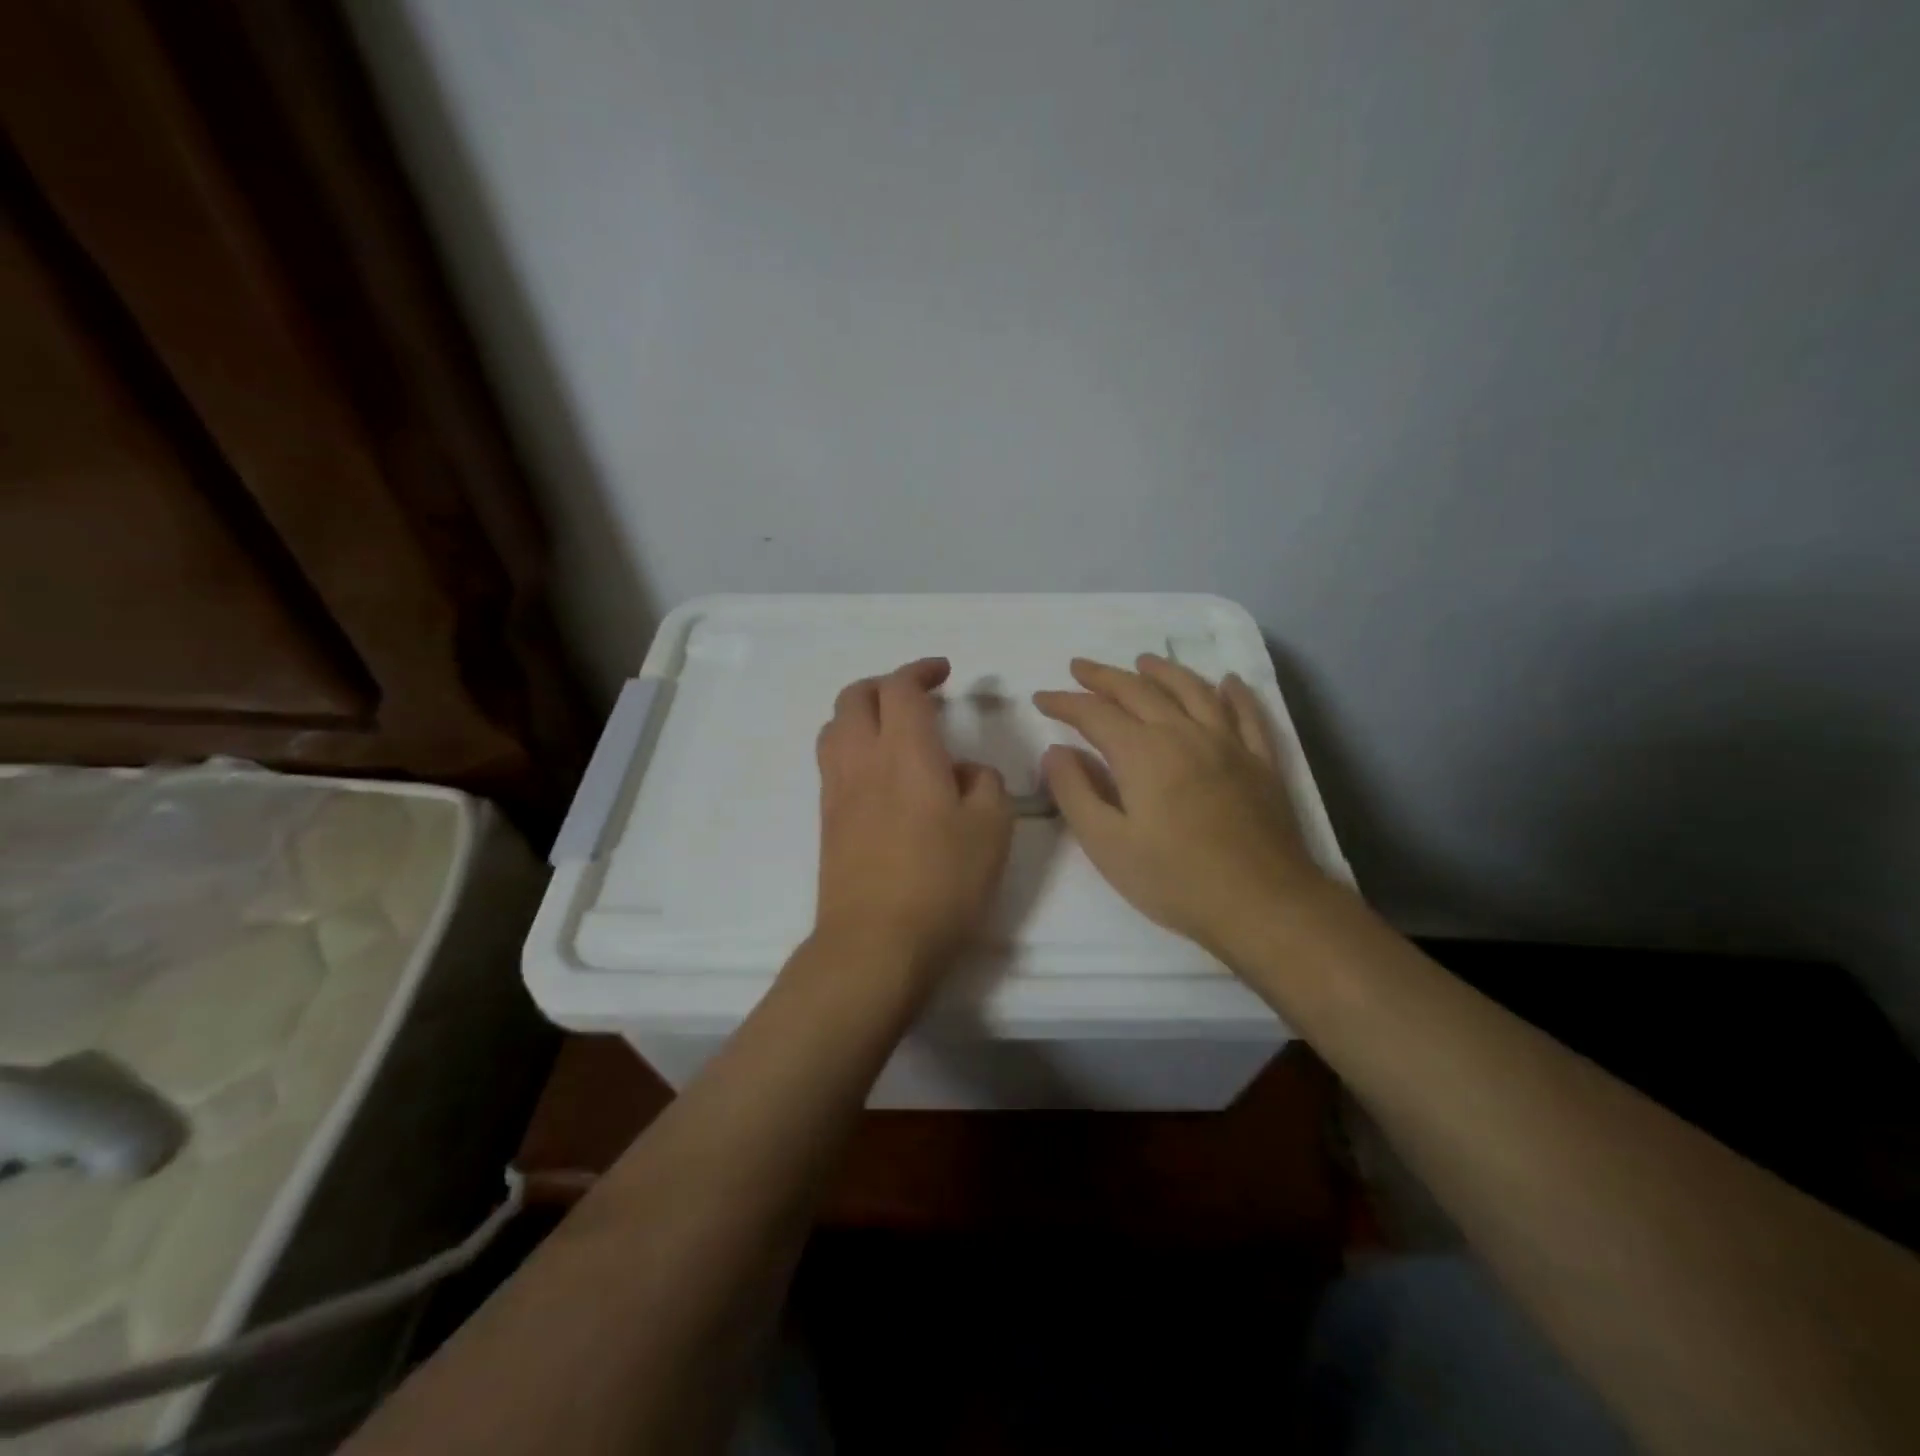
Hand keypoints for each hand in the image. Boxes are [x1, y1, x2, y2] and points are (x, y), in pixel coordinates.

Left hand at [813, 658, 1013, 974]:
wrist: (875, 942)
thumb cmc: (942, 881)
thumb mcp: (992, 828)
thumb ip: (985, 783)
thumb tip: (964, 771)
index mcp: (905, 751)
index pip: (901, 688)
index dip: (921, 670)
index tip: (944, 673)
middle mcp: (862, 759)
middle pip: (855, 697)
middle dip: (885, 684)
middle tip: (917, 697)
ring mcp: (837, 790)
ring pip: (834, 727)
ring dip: (861, 713)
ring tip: (892, 731)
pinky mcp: (827, 820)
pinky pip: (832, 762)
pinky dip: (852, 746)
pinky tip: (880, 775)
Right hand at [1033, 656, 1327, 961]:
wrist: (1262, 903)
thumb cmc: (1174, 879)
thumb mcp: (1106, 844)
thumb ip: (1075, 792)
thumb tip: (1055, 751)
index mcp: (1142, 752)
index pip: (1094, 713)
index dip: (1065, 702)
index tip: (1041, 697)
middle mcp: (1184, 733)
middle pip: (1139, 691)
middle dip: (1104, 677)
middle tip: (1080, 667)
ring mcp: (1228, 744)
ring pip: (1192, 690)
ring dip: (1163, 671)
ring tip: (1144, 661)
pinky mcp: (1260, 762)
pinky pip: (1247, 714)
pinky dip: (1234, 692)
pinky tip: (1227, 682)